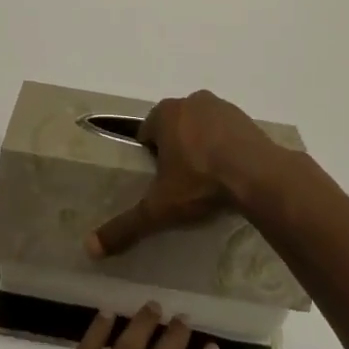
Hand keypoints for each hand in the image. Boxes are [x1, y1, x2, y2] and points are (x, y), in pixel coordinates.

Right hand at [87, 91, 278, 257]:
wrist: (257, 175)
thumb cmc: (201, 182)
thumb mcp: (160, 208)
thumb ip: (126, 226)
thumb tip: (90, 247)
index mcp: (165, 114)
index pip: (146, 133)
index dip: (149, 157)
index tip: (159, 181)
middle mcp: (190, 101)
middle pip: (174, 126)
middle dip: (175, 149)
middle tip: (182, 182)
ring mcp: (220, 106)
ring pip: (200, 126)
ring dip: (200, 145)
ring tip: (207, 179)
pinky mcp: (244, 117)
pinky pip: (225, 131)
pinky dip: (224, 146)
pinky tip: (229, 172)